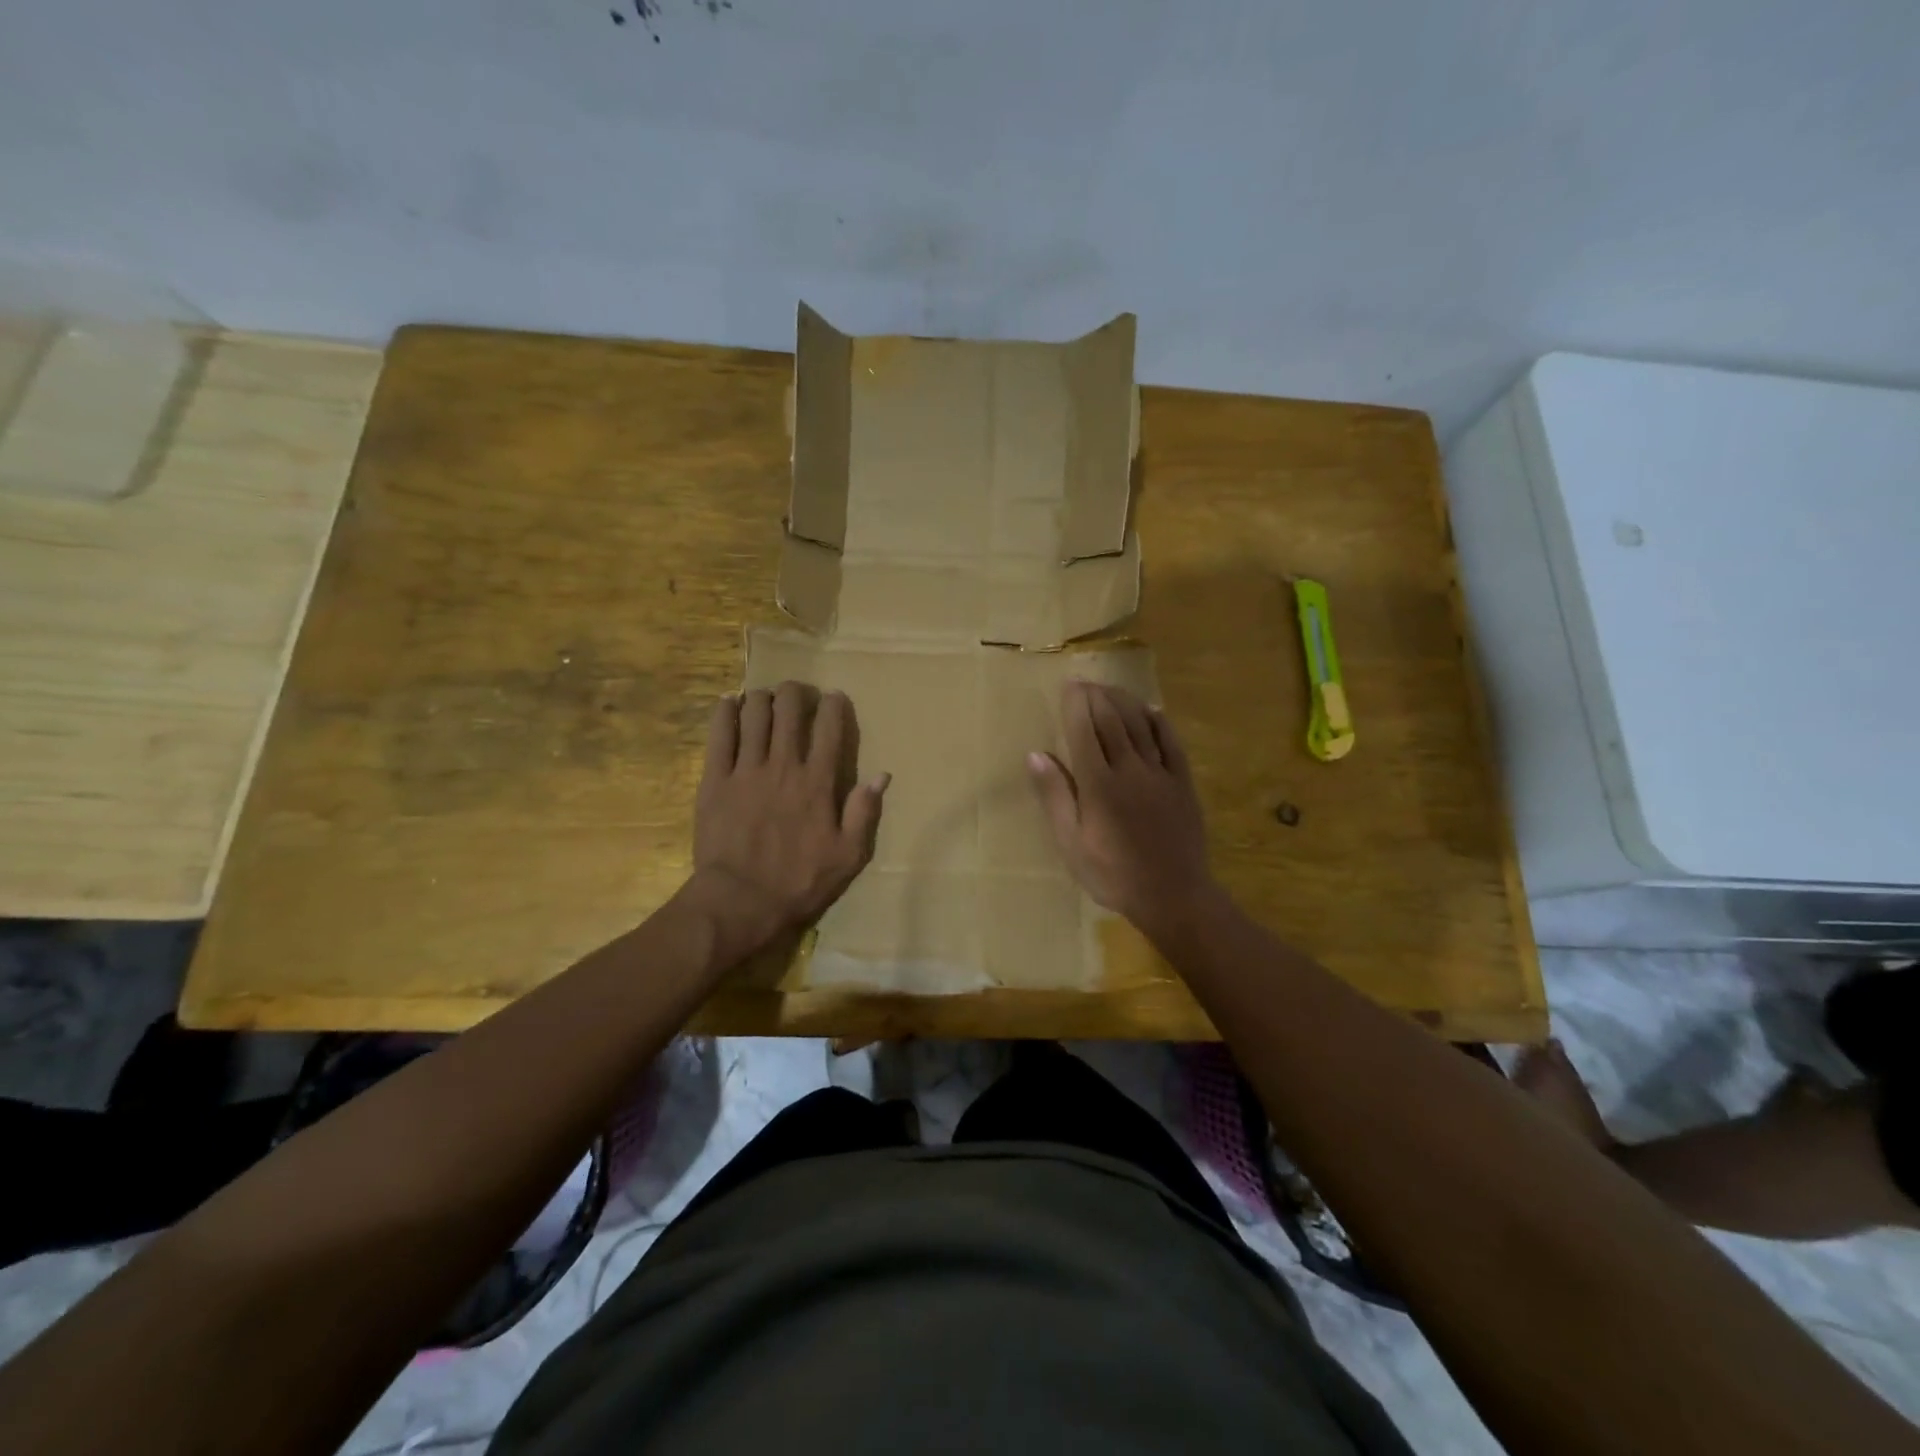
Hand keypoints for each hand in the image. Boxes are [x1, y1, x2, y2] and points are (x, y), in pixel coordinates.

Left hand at [689, 682, 887, 950]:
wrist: (740, 901)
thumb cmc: (799, 882)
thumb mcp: (848, 856)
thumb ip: (864, 812)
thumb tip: (882, 775)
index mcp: (817, 782)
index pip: (829, 728)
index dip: (833, 705)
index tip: (833, 697)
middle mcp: (783, 765)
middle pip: (789, 710)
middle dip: (795, 692)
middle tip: (796, 693)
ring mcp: (746, 770)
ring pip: (754, 714)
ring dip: (762, 697)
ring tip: (765, 697)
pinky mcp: (715, 780)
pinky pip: (719, 734)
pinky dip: (725, 712)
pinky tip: (729, 703)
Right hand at [1027, 680, 1218, 941]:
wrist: (1172, 895)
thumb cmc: (1112, 874)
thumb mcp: (1071, 843)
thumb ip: (1055, 796)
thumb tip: (1036, 755)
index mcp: (1098, 784)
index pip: (1084, 731)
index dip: (1076, 705)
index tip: (1069, 686)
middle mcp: (1129, 769)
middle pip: (1112, 721)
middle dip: (1097, 697)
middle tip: (1086, 681)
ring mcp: (1160, 774)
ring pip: (1141, 726)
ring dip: (1124, 702)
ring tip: (1111, 688)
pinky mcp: (1182, 783)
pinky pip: (1171, 743)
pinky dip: (1160, 723)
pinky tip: (1152, 711)